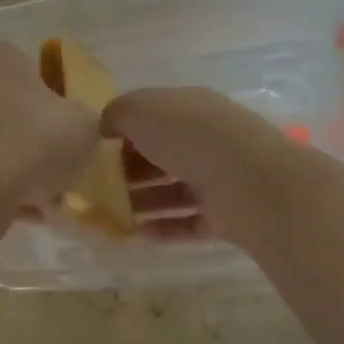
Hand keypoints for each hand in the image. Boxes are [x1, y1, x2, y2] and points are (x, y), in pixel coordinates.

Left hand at [0, 43, 98, 207]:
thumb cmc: (31, 143)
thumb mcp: (84, 127)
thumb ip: (88, 121)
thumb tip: (79, 129)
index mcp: (1, 57)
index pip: (39, 74)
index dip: (60, 108)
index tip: (72, 139)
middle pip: (16, 114)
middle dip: (39, 147)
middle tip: (61, 175)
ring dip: (22, 174)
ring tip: (45, 205)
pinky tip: (22, 216)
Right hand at [102, 87, 296, 237]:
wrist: (245, 179)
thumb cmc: (188, 136)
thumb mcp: (140, 110)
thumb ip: (116, 114)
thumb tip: (106, 127)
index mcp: (190, 108)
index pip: (153, 117)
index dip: (124, 133)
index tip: (98, 152)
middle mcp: (206, 140)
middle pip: (162, 156)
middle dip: (131, 171)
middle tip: (101, 188)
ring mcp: (218, 178)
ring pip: (174, 190)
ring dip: (144, 202)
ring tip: (114, 215)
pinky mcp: (224, 214)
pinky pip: (188, 222)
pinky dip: (164, 228)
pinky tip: (138, 235)